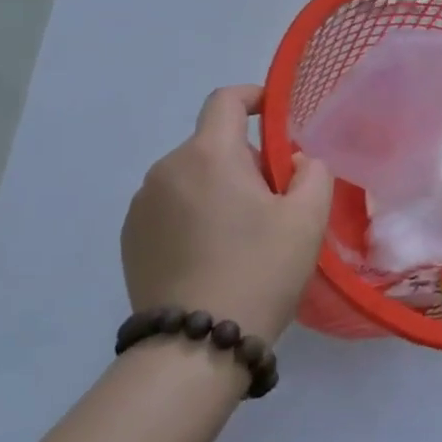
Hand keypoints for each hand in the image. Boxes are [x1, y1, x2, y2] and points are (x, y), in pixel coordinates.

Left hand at [121, 85, 333, 339]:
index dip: (253, 97)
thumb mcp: (308, 218)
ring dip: (218, 188)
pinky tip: (212, 255)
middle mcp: (166, 169)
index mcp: (208, 155)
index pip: (226, 100)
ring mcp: (141, 206)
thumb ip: (312, 172)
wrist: (195, 345)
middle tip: (274, 201)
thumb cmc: (260, 271)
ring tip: (243, 235)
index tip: (274, 113)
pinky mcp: (129, 239)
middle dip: (245, 160)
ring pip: (192, 177)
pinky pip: (170, 207)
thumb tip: (294, 161)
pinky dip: (194, 215)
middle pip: (213, 144)